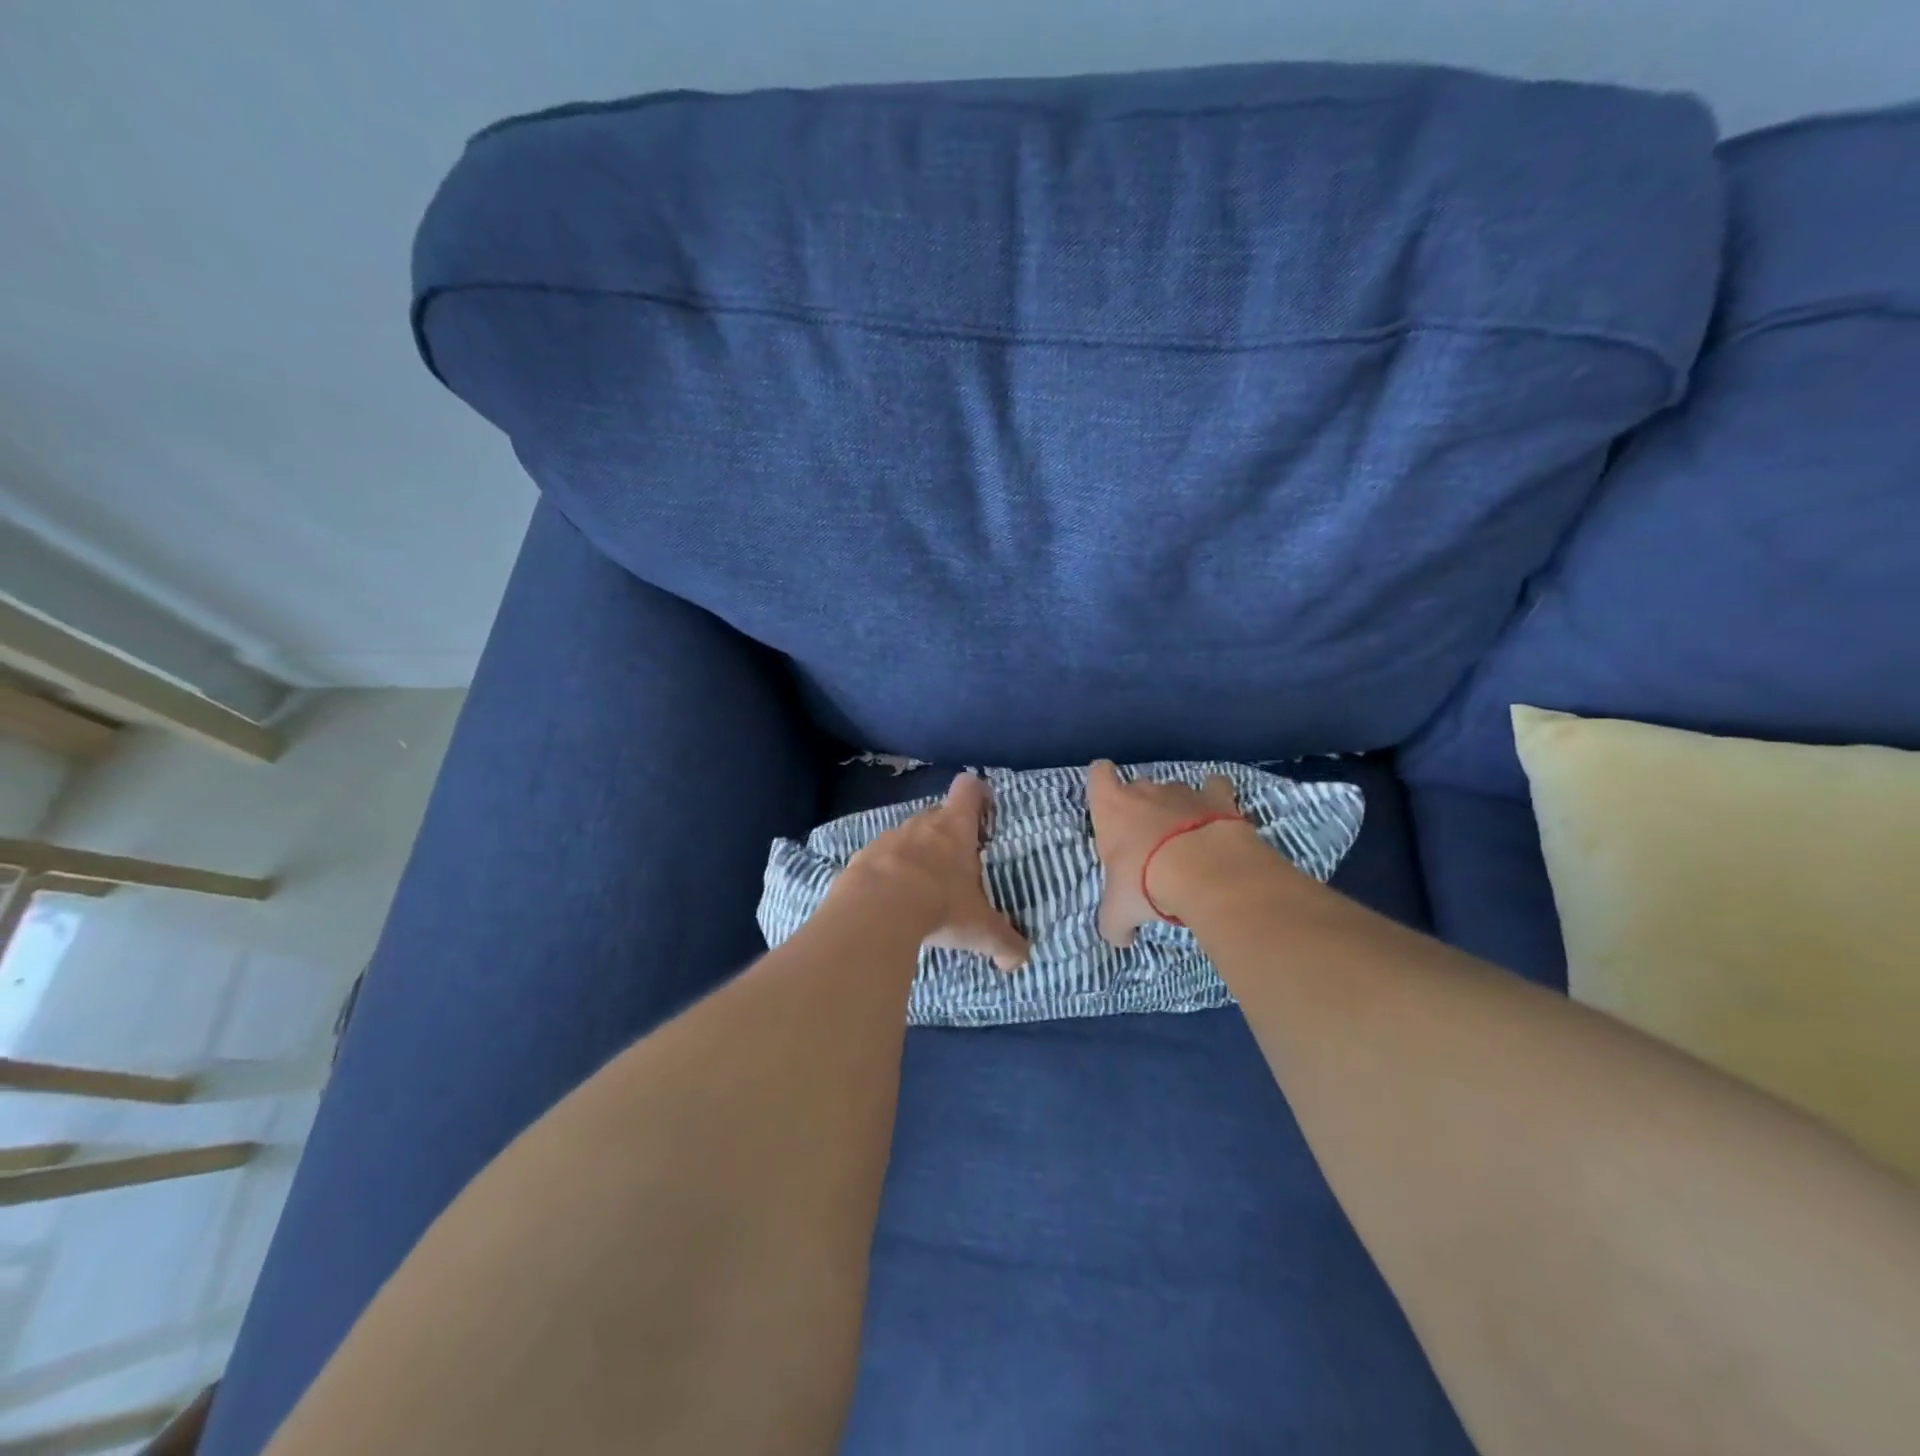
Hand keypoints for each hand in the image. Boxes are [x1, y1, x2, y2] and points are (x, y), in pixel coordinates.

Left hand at [831, 772, 1029, 970]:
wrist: (874, 911)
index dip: (976, 793)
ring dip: (914, 856)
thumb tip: (1020, 960)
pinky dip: (886, 875)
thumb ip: (1003, 941)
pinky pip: (879, 860)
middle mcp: (922, 825)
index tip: (983, 808)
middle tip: (957, 865)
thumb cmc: (939, 905)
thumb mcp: (979, 929)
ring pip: (907, 838)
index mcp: (955, 829)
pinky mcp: (861, 858)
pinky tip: (889, 902)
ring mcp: (887, 838)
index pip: (968, 789)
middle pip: (937, 815)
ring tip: (921, 889)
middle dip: (946, 835)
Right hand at [1087, 759, 1250, 945]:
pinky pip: (1215, 788)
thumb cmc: (1145, 882)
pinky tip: (1218, 821)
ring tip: (1187, 844)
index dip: (1102, 783)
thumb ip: (1114, 923)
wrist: (1203, 869)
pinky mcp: (1218, 797)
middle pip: (1138, 787)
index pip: (1098, 775)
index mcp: (1111, 808)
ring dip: (1178, 811)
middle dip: (1142, 810)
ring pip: (1174, 791)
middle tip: (1150, 845)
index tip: (1109, 803)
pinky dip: (1216, 800)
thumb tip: (1120, 938)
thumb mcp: (1118, 912)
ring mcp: (1182, 791)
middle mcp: (1144, 790)